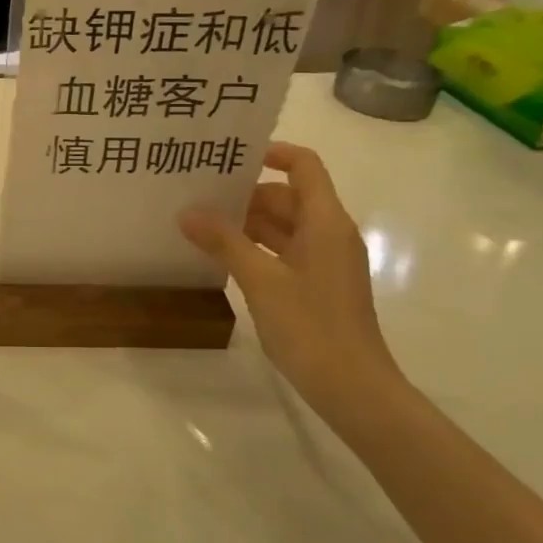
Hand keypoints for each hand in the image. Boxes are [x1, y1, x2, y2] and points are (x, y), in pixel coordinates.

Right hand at [180, 142, 402, 420]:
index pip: (304, 166)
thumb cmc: (311, 326)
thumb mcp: (261, 280)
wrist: (354, 389)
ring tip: (202, 224)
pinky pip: (285, 252)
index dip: (272, 153)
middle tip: (200, 193)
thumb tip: (188, 212)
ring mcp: (326, 262)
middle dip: (247, 193)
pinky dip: (257, 248)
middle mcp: (330, 234)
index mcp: (325, 222)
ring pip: (285, 226)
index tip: (231, 157)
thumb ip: (224, 242)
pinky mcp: (318, 286)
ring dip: (248, 223)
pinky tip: (223, 258)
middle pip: (289, 196)